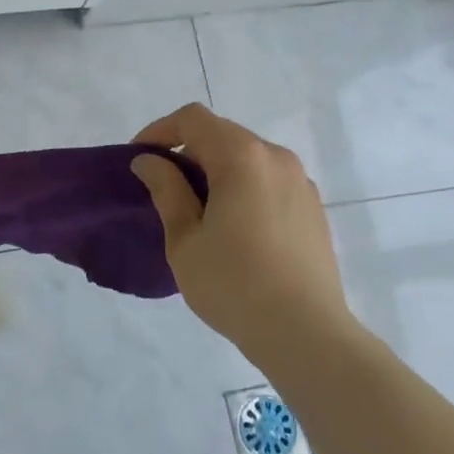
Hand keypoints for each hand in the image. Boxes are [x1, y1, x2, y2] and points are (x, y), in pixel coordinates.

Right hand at [131, 103, 351, 351]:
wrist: (306, 334)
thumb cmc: (234, 284)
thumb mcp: (184, 239)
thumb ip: (166, 190)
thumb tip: (149, 161)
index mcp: (241, 157)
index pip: (193, 119)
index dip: (160, 131)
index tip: (140, 159)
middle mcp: (276, 157)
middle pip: (222, 134)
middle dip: (187, 151)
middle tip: (163, 186)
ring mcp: (300, 181)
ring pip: (247, 157)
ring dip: (216, 169)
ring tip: (197, 209)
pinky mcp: (313, 207)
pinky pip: (269, 179)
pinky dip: (243, 186)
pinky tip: (233, 227)